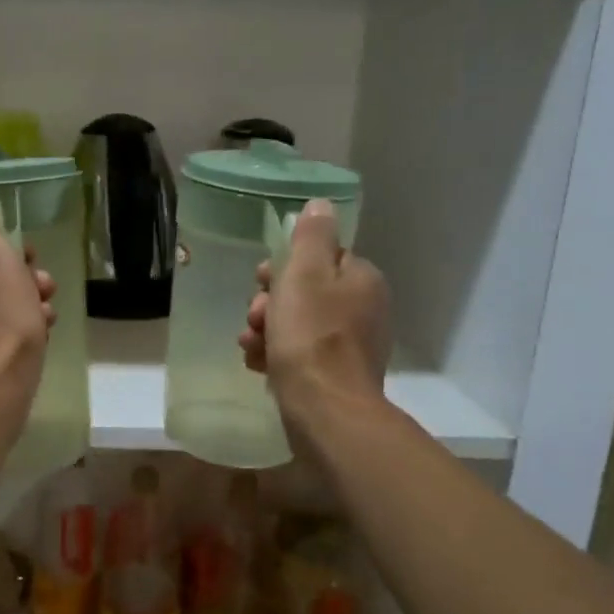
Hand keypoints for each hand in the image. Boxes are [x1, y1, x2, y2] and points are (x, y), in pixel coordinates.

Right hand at [239, 200, 390, 437]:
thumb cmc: (311, 335)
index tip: (261, 279)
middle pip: (305, 292)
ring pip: (298, 324)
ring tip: (250, 343)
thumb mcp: (305, 274)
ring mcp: (351, 345)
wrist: (325, 409)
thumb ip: (311, 236)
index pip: (320, 258)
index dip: (284, 267)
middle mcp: (363, 309)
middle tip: (256, 317)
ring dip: (267, 329)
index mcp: (361, 279)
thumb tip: (321, 204)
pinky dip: (276, 354)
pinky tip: (258, 364)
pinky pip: (300, 354)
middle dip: (271, 302)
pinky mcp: (336, 375)